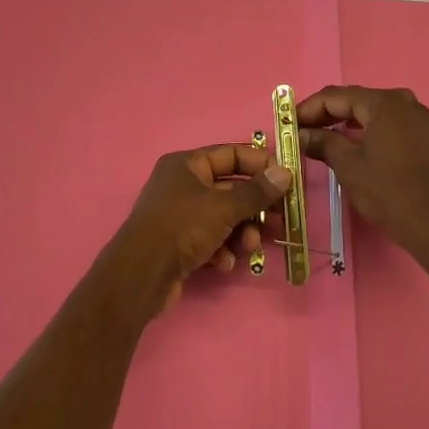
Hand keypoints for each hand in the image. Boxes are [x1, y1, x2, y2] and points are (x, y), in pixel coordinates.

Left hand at [106, 143, 290, 314]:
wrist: (141, 274)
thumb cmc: (182, 227)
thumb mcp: (224, 207)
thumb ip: (257, 192)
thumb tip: (286, 172)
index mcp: (187, 165)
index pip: (231, 154)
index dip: (260, 164)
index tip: (286, 179)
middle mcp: (182, 185)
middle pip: (231, 189)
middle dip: (255, 207)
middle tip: (279, 219)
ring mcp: (180, 215)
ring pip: (224, 218)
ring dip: (242, 232)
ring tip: (250, 246)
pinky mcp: (180, 243)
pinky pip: (211, 239)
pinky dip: (223, 250)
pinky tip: (225, 263)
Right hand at [299, 86, 428, 244]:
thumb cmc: (387, 191)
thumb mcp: (348, 165)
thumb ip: (322, 142)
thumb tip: (300, 135)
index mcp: (383, 102)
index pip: (335, 96)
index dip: (307, 108)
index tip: (287, 124)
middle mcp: (402, 101)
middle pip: (353, 100)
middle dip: (324, 115)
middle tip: (300, 132)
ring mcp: (416, 117)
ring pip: (369, 112)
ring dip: (343, 123)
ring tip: (318, 139)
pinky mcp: (422, 134)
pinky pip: (385, 123)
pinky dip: (364, 130)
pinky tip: (347, 144)